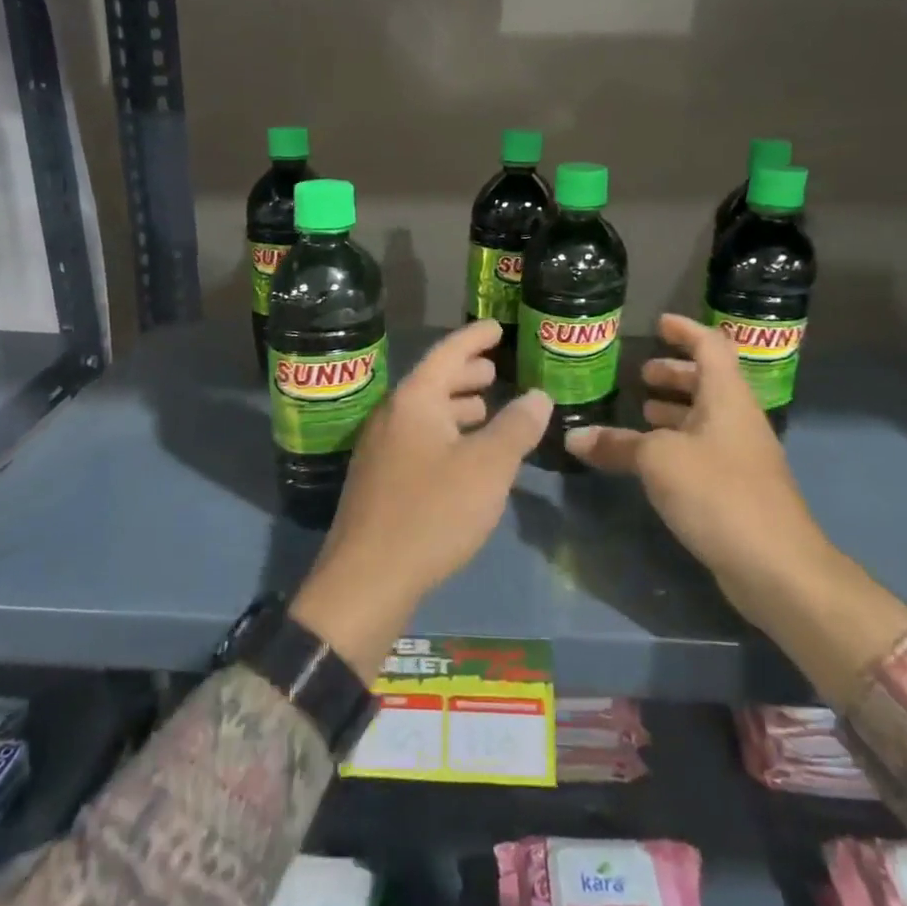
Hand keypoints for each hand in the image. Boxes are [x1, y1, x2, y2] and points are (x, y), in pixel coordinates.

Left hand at [289, 321, 551, 676]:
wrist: (368, 579)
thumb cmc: (432, 512)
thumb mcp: (487, 467)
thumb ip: (516, 427)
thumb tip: (538, 396)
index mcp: (414, 400)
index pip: (448, 353)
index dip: (474, 337)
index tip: (496, 327)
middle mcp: (391, 416)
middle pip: (432, 382)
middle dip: (465, 373)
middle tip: (494, 370)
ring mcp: (380, 449)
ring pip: (424, 414)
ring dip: (455, 406)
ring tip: (484, 408)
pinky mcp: (379, 480)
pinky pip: (417, 439)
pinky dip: (445, 434)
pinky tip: (463, 455)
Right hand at [565, 313, 828, 583]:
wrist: (775, 565)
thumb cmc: (718, 493)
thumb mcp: (658, 461)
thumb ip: (617, 445)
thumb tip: (574, 437)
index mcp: (727, 398)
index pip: (711, 346)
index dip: (686, 330)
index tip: (658, 323)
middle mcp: (738, 420)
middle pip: (710, 382)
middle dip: (676, 372)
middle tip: (641, 374)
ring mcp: (741, 456)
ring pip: (706, 418)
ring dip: (675, 409)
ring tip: (641, 410)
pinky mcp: (737, 488)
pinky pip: (703, 449)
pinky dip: (677, 442)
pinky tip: (652, 459)